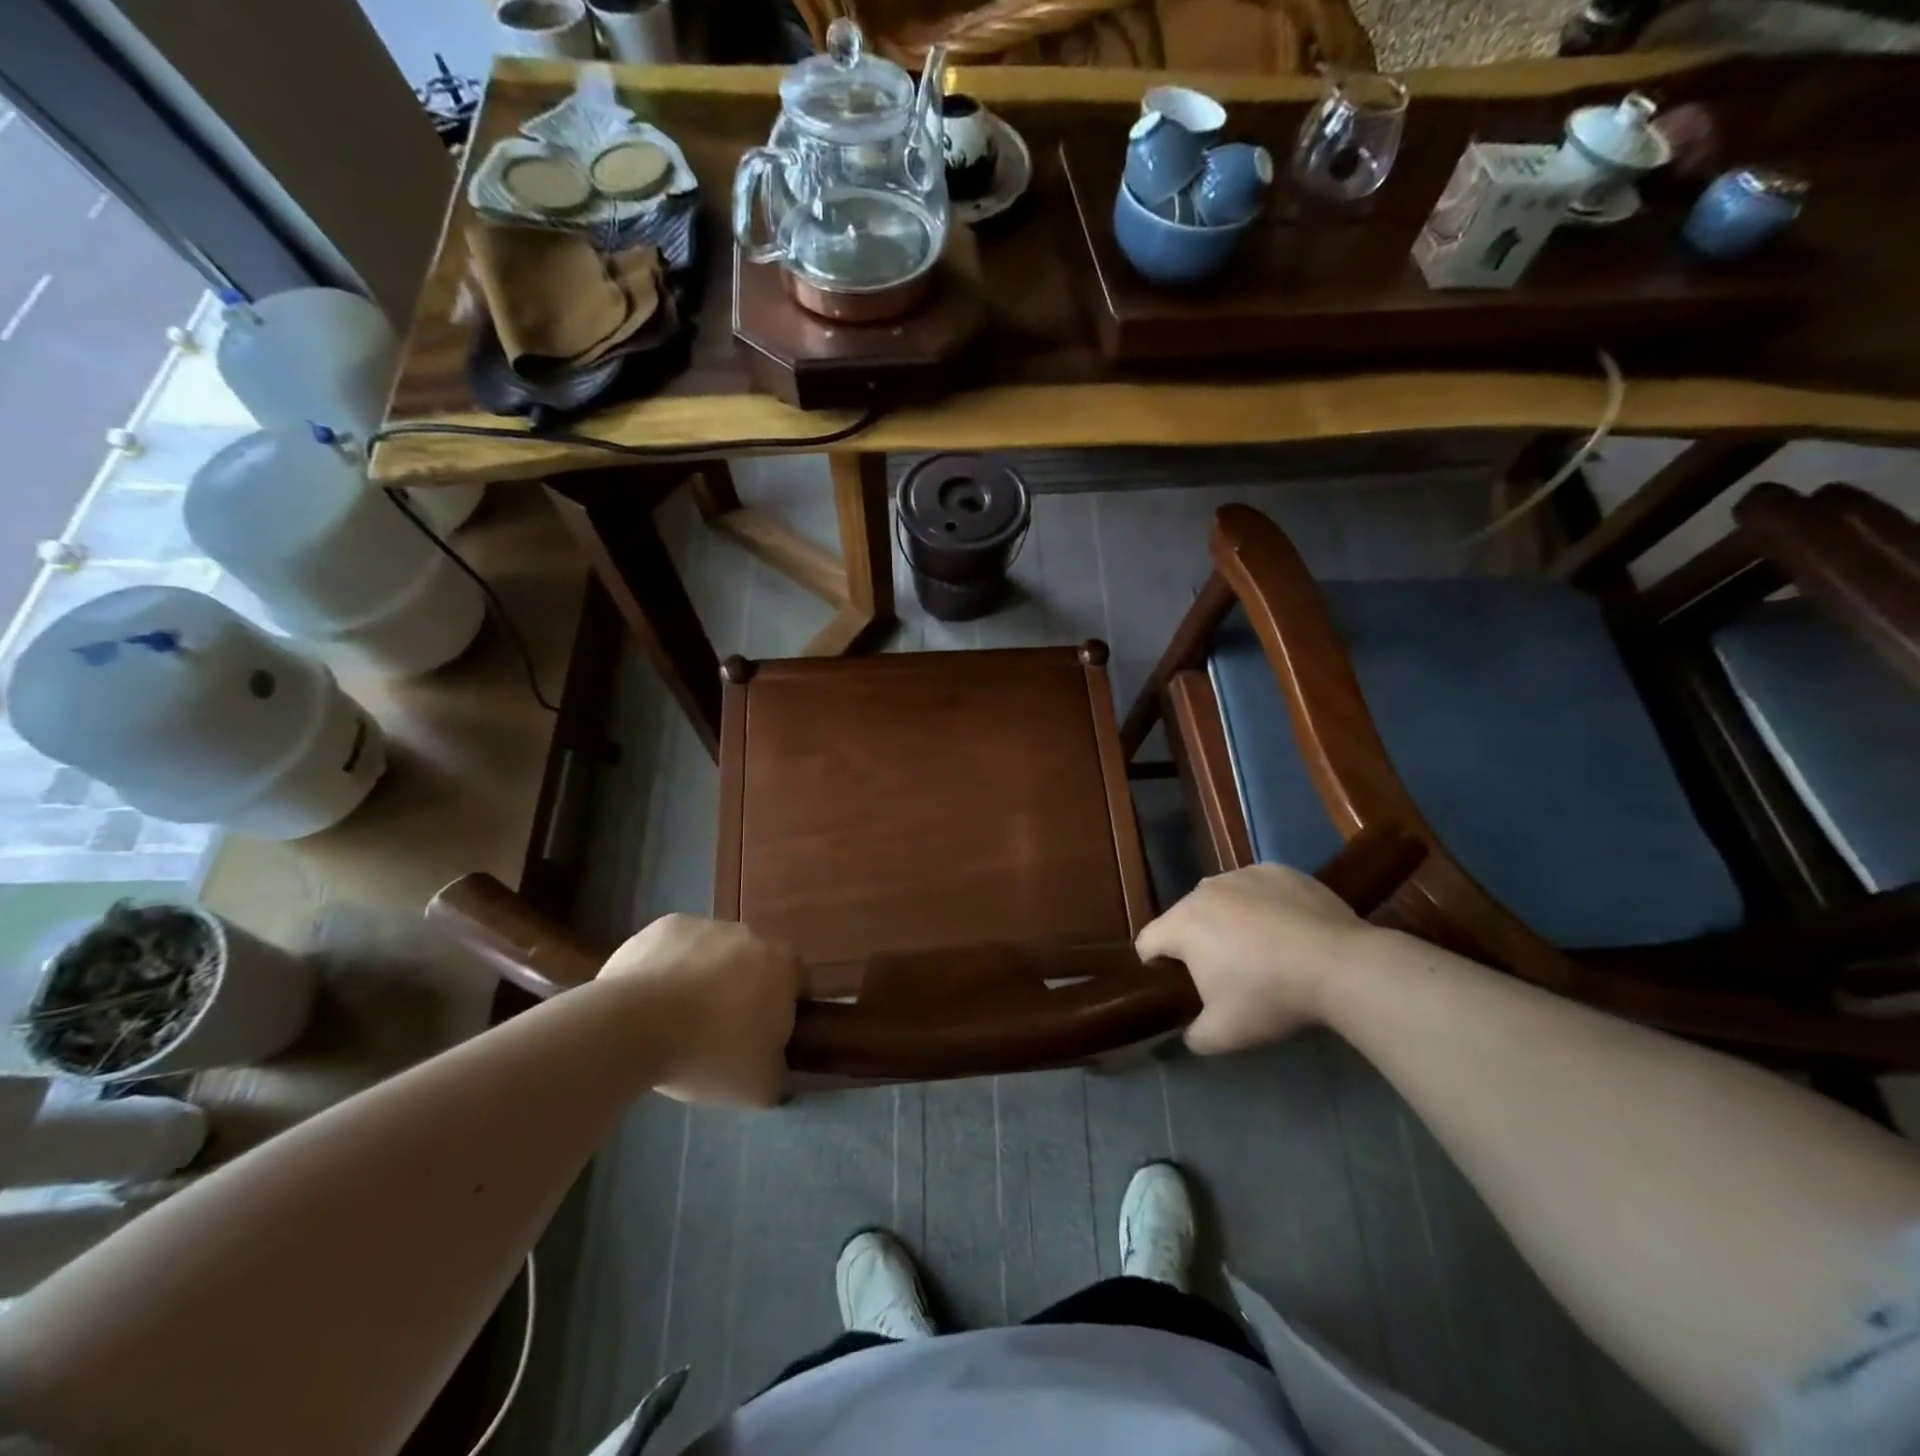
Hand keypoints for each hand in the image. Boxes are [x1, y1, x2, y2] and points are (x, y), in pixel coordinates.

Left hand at [598, 914, 799, 1106]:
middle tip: (720, 1031)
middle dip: (742, 990)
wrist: (633, 1026)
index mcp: (782, 965)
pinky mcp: (665, 926)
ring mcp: (706, 925)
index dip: (783, 1010)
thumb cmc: (709, 1052)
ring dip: (704, 977)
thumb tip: (777, 1068)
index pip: (797, 982)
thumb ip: (779, 1072)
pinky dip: (670, 968)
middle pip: (754, 964)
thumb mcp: (759, 1086)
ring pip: (713, 953)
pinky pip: (676, 948)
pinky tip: (651, 1000)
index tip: (763, 1037)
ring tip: (678, 1019)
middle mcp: (750, 935)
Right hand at [1136, 863, 1374, 1054]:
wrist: (1341, 965)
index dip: (1154, 966)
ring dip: (1229, 921)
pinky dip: (1264, 906)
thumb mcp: (1225, 1034)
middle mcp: (1204, 890)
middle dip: (1197, 943)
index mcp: (1182, 924)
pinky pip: (1258, 889)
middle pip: (1186, 918)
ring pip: (1223, 900)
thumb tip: (1190, 1033)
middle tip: (1226, 974)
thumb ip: (1194, 1036)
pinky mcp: (1279, 870)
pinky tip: (1289, 930)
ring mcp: (1243, 875)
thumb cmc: (1270, 995)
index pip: (1148, 941)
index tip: (1176, 986)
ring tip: (1262, 950)